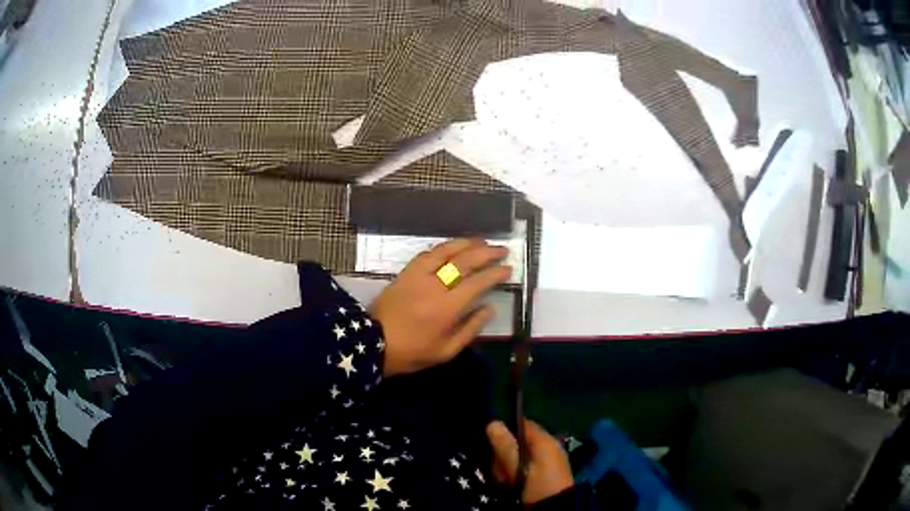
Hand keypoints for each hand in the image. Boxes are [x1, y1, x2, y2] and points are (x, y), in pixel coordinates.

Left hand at [371, 239, 511, 377]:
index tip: (508, 268)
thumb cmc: (412, 352)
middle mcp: (434, 286)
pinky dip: (442, 248)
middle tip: (502, 249)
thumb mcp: (445, 351)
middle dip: (487, 253)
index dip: (495, 273)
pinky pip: (426, 254)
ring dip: (466, 243)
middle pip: (465, 261)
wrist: (373, 343)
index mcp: (447, 308)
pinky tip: (452, 247)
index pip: (477, 282)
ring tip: (481, 241)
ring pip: (445, 251)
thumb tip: (489, 308)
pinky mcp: (405, 273)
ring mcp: (418, 276)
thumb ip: (470, 329)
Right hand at [487, 420, 573, 504]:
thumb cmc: (537, 485)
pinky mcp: (548, 472)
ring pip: (522, 454)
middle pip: (521, 440)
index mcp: (545, 440)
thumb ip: (505, 446)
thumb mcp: (518, 468)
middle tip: (496, 466)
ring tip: (503, 478)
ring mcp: (551, 460)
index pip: (523, 424)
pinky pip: (528, 465)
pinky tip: (511, 483)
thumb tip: (493, 423)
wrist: (556, 510)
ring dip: (509, 464)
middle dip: (505, 452)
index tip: (490, 439)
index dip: (505, 429)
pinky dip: (518, 471)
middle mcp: (550, 446)